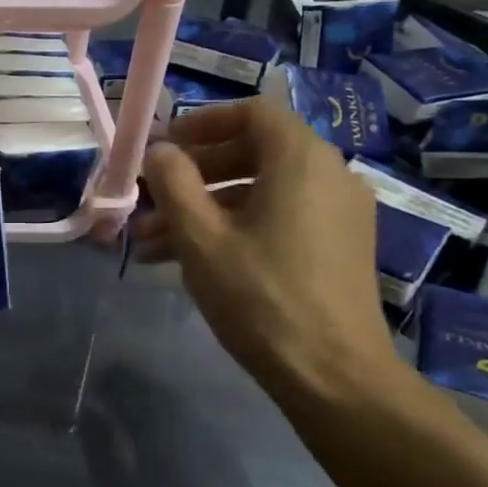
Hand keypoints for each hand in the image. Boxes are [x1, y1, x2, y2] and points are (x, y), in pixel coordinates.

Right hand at [132, 97, 402, 408]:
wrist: (332, 373)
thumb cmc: (260, 297)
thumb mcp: (201, 238)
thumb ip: (173, 184)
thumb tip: (160, 152)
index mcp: (301, 160)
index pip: (252, 112)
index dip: (202, 122)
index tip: (164, 147)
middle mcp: (328, 175)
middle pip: (253, 152)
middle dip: (193, 175)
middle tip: (150, 199)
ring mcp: (337, 212)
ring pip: (260, 192)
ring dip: (204, 208)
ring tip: (152, 242)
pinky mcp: (336, 246)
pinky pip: (278, 218)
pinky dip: (235, 227)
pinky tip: (190, 260)